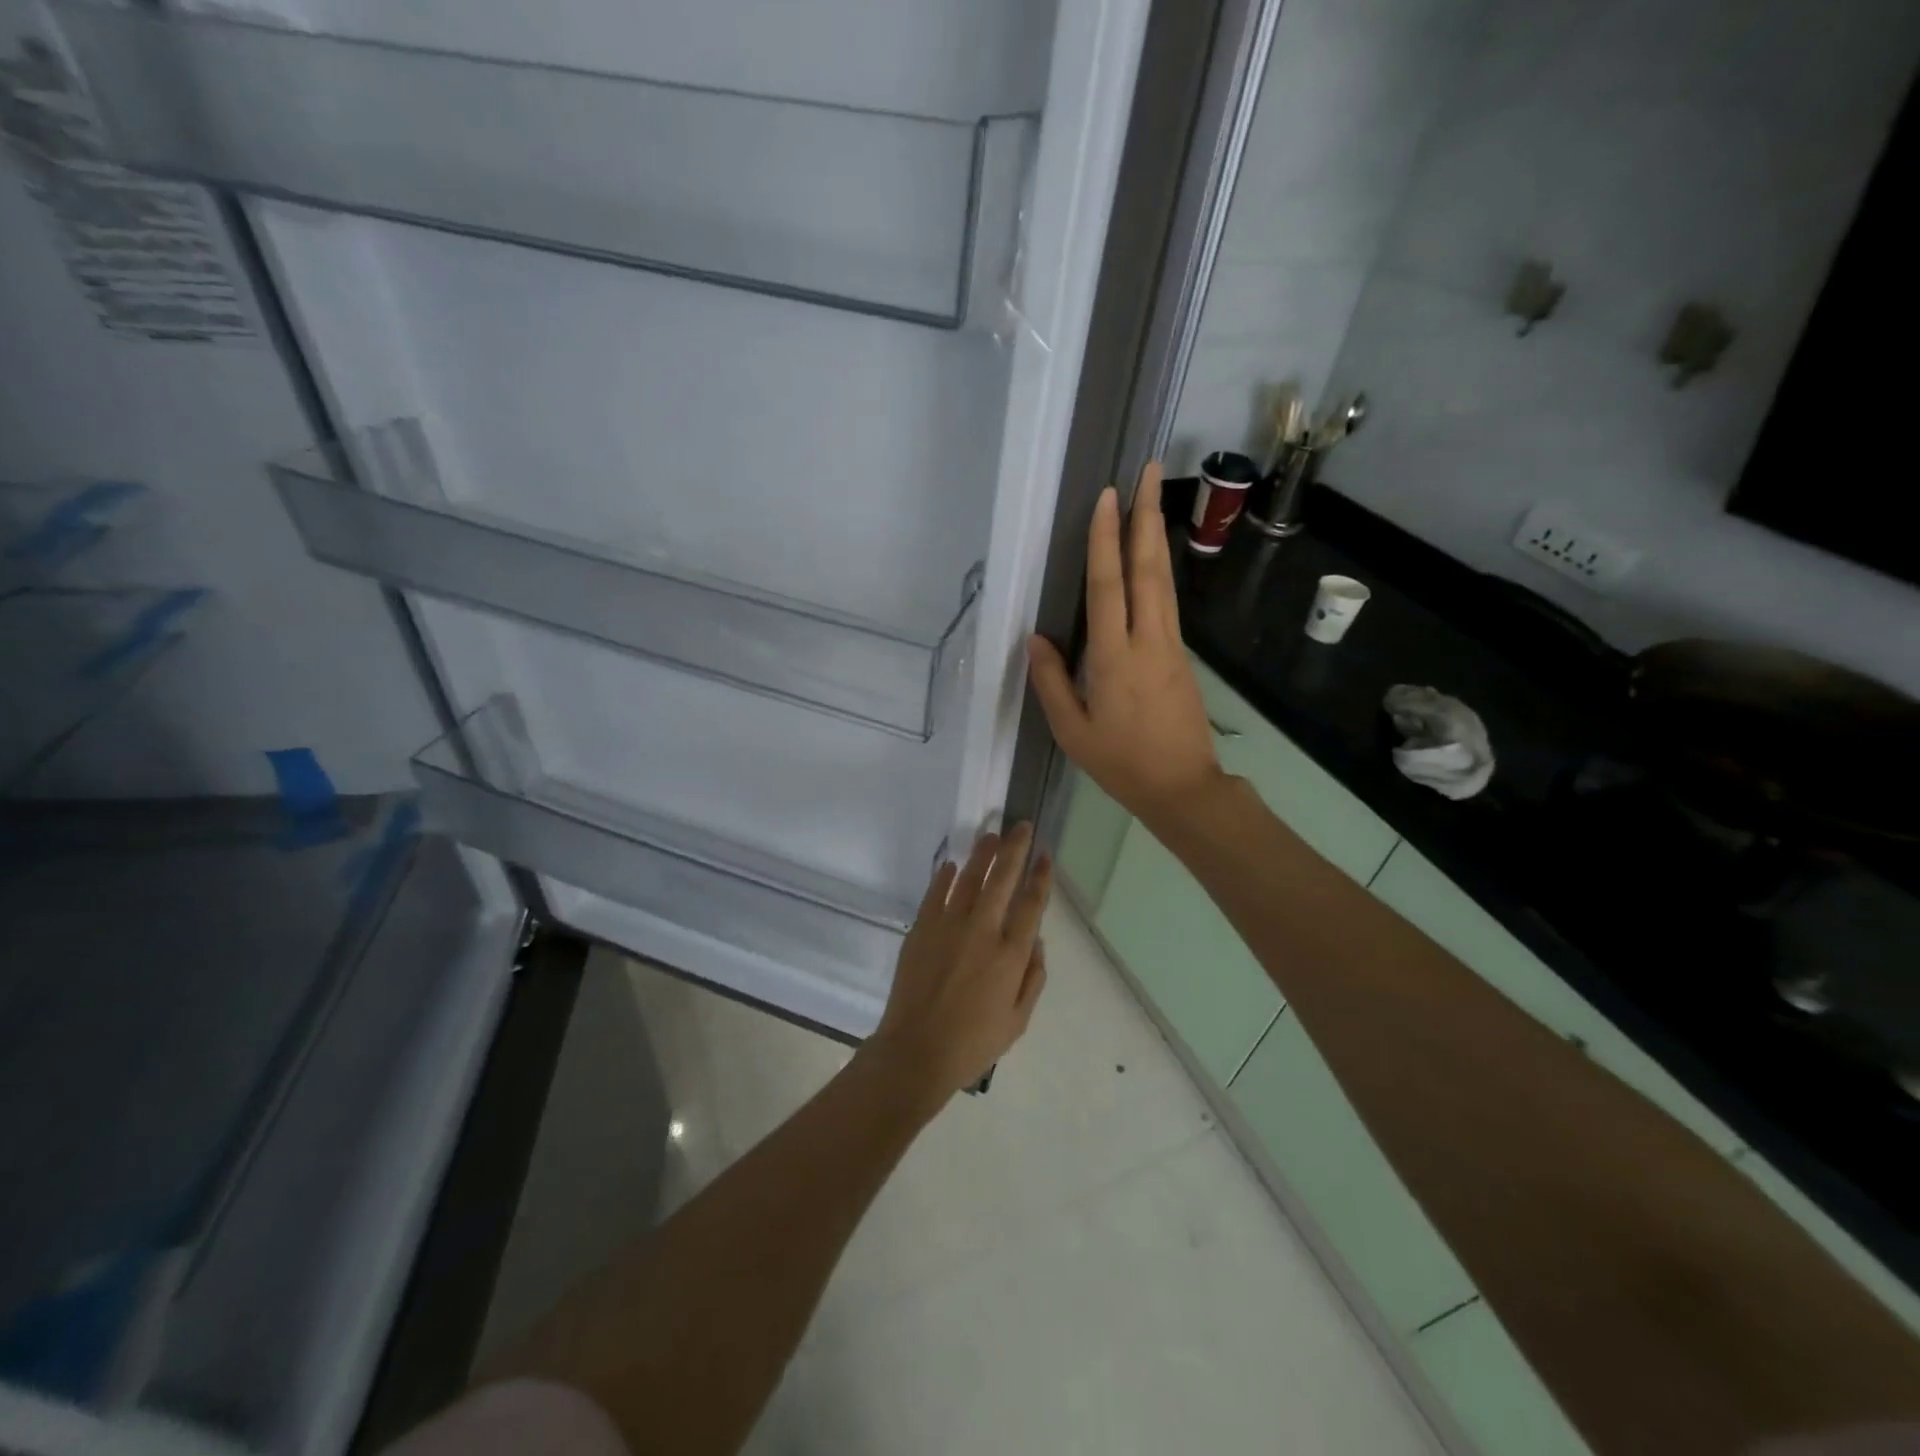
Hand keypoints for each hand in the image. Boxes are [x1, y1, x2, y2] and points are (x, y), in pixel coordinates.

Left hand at [865, 823, 1049, 1105]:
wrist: (917, 1050)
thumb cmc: (973, 1043)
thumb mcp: (1018, 1020)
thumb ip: (1033, 978)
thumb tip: (1037, 942)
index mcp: (1011, 955)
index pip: (1032, 904)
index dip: (1041, 877)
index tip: (1046, 856)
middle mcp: (983, 931)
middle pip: (1003, 879)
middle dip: (1015, 849)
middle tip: (1022, 826)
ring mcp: (949, 926)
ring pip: (970, 878)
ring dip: (983, 854)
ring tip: (992, 836)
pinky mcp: (922, 929)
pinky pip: (936, 894)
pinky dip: (945, 877)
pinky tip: (952, 865)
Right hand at [1026, 461, 1225, 829]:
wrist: (1183, 787)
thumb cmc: (1121, 763)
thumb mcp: (1073, 731)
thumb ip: (1052, 682)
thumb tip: (1035, 638)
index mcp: (1115, 658)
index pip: (1108, 587)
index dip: (1105, 540)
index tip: (1107, 498)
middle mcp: (1148, 640)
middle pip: (1147, 569)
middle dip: (1145, 517)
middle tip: (1149, 471)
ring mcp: (1171, 646)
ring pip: (1164, 581)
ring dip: (1156, 536)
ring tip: (1153, 498)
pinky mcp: (1181, 655)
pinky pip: (1169, 602)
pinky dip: (1161, 569)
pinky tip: (1155, 555)